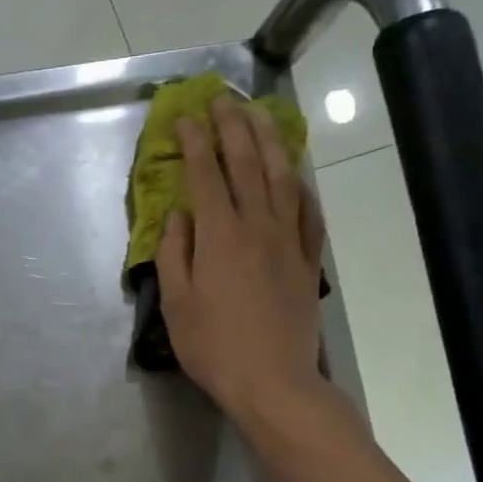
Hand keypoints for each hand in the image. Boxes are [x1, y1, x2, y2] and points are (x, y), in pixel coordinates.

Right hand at [156, 94, 326, 425]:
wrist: (273, 381)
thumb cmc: (213, 346)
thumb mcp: (176, 303)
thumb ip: (174, 253)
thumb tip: (180, 215)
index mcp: (220, 236)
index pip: (205, 175)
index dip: (195, 142)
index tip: (186, 116)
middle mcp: (257, 227)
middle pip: (247, 164)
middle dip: (233, 127)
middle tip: (223, 99)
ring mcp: (288, 242)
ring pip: (282, 178)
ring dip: (270, 142)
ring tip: (261, 115)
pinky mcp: (307, 261)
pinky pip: (307, 212)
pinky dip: (300, 186)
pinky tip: (295, 174)